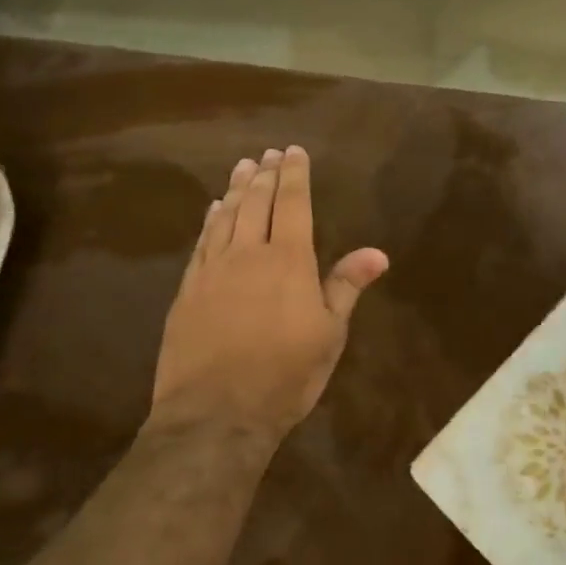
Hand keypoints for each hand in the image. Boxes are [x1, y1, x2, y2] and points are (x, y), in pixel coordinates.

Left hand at [151, 147, 388, 441]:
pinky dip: (210, 220)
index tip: (294, 151)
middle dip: (265, 174)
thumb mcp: (328, 335)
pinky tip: (213, 211)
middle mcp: (248, 253)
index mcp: (288, 260)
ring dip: (236, 188)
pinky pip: (202, 242)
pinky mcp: (187, 289)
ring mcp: (213, 270)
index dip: (294, 174)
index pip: (293, 203)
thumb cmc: (284, 375)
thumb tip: (378, 252)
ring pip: (226, 216)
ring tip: (242, 166)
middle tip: (267, 152)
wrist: (214, 414)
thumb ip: (346, 286)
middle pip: (256, 202)